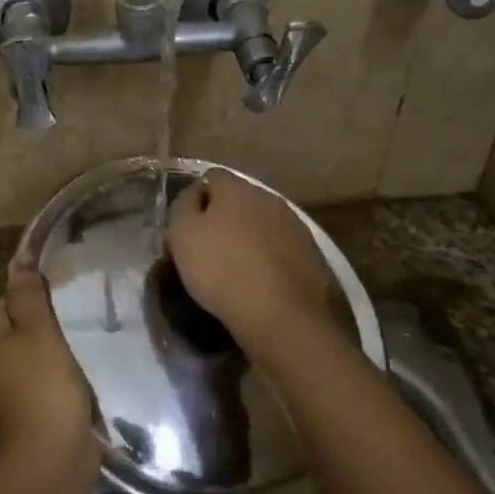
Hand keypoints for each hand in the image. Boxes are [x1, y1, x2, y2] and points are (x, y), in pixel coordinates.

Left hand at [0, 265, 98, 468]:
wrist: (50, 463)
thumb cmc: (43, 387)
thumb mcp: (38, 330)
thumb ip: (28, 294)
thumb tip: (19, 259)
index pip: (8, 301)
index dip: (39, 301)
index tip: (67, 305)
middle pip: (22, 329)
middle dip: (51, 328)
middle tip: (81, 326)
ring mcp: (2, 393)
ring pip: (36, 357)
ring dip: (60, 355)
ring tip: (87, 350)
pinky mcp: (25, 415)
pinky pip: (44, 383)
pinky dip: (62, 380)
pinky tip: (84, 380)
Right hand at [166, 170, 340, 367]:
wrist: (284, 317)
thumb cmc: (223, 270)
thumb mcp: (182, 235)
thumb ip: (183, 206)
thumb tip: (194, 195)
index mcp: (237, 187)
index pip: (210, 177)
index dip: (195, 198)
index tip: (186, 227)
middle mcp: (270, 198)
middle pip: (240, 200)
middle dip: (224, 218)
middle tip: (208, 248)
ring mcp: (296, 226)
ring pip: (262, 224)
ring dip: (249, 239)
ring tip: (235, 269)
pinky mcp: (312, 256)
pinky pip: (281, 249)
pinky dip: (269, 260)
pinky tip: (260, 283)